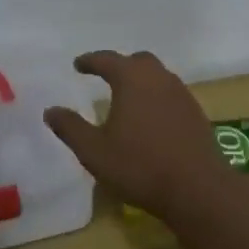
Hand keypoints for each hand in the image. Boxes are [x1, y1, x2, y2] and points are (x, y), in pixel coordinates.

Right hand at [44, 51, 232, 219]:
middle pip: (138, 61)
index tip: (78, 65)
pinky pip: (171, 94)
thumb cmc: (139, 166)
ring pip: (158, 76)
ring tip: (127, 98)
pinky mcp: (196, 114)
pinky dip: (156, 97)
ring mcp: (182, 95)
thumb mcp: (94, 151)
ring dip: (141, 81)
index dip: (90, 61)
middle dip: (120, 65)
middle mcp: (159, 78)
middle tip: (105, 76)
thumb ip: (71, 128)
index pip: (107, 59)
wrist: (197, 188)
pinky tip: (150, 119)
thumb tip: (51, 110)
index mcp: (132, 79)